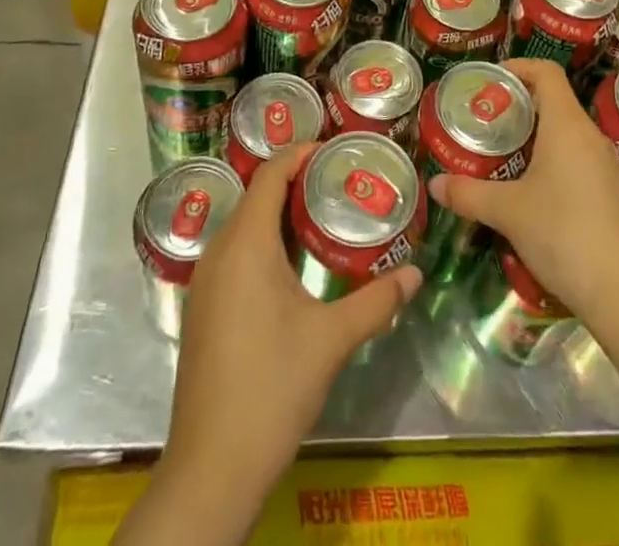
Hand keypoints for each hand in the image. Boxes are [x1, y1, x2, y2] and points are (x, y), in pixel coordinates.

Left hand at [160, 143, 422, 518]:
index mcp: (245, 243)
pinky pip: (234, 254)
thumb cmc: (272, 387)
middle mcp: (218, 251)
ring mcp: (204, 282)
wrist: (211, 467)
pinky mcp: (202, 309)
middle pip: (256, 196)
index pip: (270, 174)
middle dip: (295, 183)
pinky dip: (263, 243)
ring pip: (243, 226)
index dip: (299, 154)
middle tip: (339, 184)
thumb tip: (416, 274)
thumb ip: (377, 301)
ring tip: (322, 218)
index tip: (334, 150)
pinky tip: (292, 268)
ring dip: (278, 215)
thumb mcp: (332, 340)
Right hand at [426, 58, 618, 336]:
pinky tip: (531, 189)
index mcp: (567, 125)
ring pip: (566, 132)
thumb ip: (468, 194)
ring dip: (534, 135)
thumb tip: (435, 185)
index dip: (518, 67)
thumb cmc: (563, 234)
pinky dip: (551, 159)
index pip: (546, 72)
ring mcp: (605, 165)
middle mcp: (590, 135)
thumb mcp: (508, 212)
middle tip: (485, 121)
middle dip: (518, 105)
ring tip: (502, 154)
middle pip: (554, 100)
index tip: (489, 81)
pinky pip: (577, 158)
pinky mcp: (611, 192)